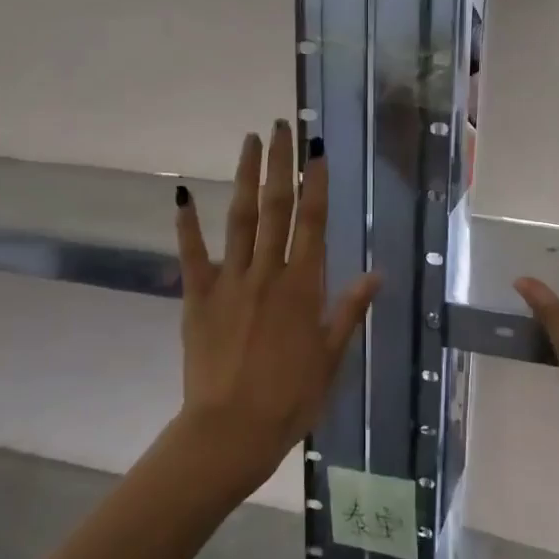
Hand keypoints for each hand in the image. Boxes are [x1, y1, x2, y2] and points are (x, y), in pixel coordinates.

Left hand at [173, 121, 379, 493]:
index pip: (313, 223)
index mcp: (303, 286)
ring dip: (244, 177)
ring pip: (239, 219)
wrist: (231, 430)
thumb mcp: (331, 357)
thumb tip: (376, 273)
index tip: (316, 151)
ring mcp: (230, 281)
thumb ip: (349, 310)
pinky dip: (187, 224)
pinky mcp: (198, 297)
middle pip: (275, 208)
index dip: (316, 184)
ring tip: (249, 142)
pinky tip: (182, 195)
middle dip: (279, 165)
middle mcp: (267, 273)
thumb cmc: (290, 398)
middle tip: (281, 127)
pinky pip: (192, 254)